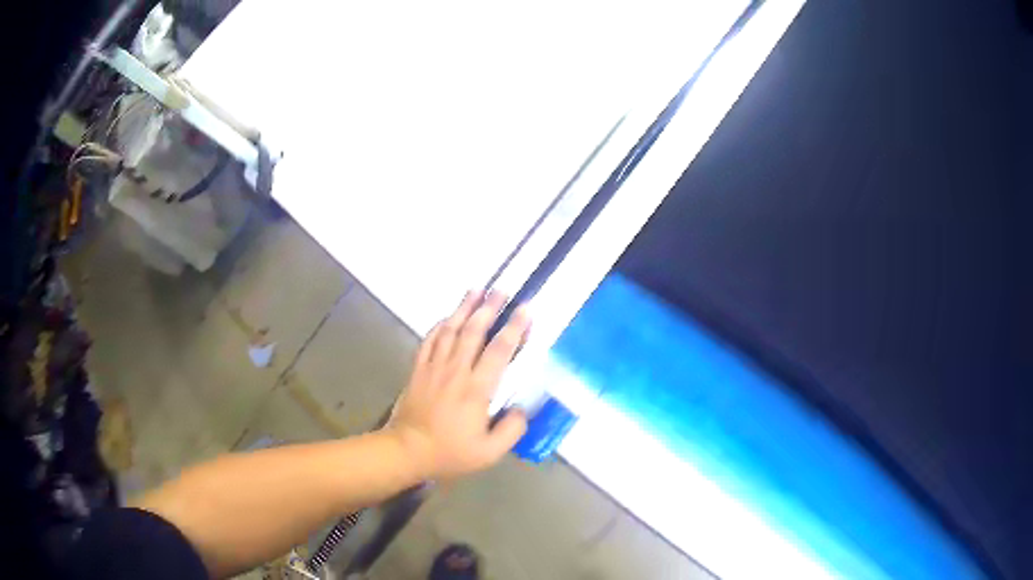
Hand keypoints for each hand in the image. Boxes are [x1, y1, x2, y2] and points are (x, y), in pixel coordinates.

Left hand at [386, 291, 529, 479]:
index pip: (499, 350)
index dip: (514, 328)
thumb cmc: (450, 452)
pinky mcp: (419, 370)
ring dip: (464, 308)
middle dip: (488, 307)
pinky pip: (430, 340)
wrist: (408, 450)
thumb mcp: (489, 452)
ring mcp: (435, 367)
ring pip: (451, 330)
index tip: (525, 309)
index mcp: (477, 389)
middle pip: (474, 331)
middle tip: (500, 290)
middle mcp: (456, 371)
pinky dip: (441, 325)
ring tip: (476, 290)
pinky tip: (448, 317)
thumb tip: (521, 410)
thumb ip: (511, 430)